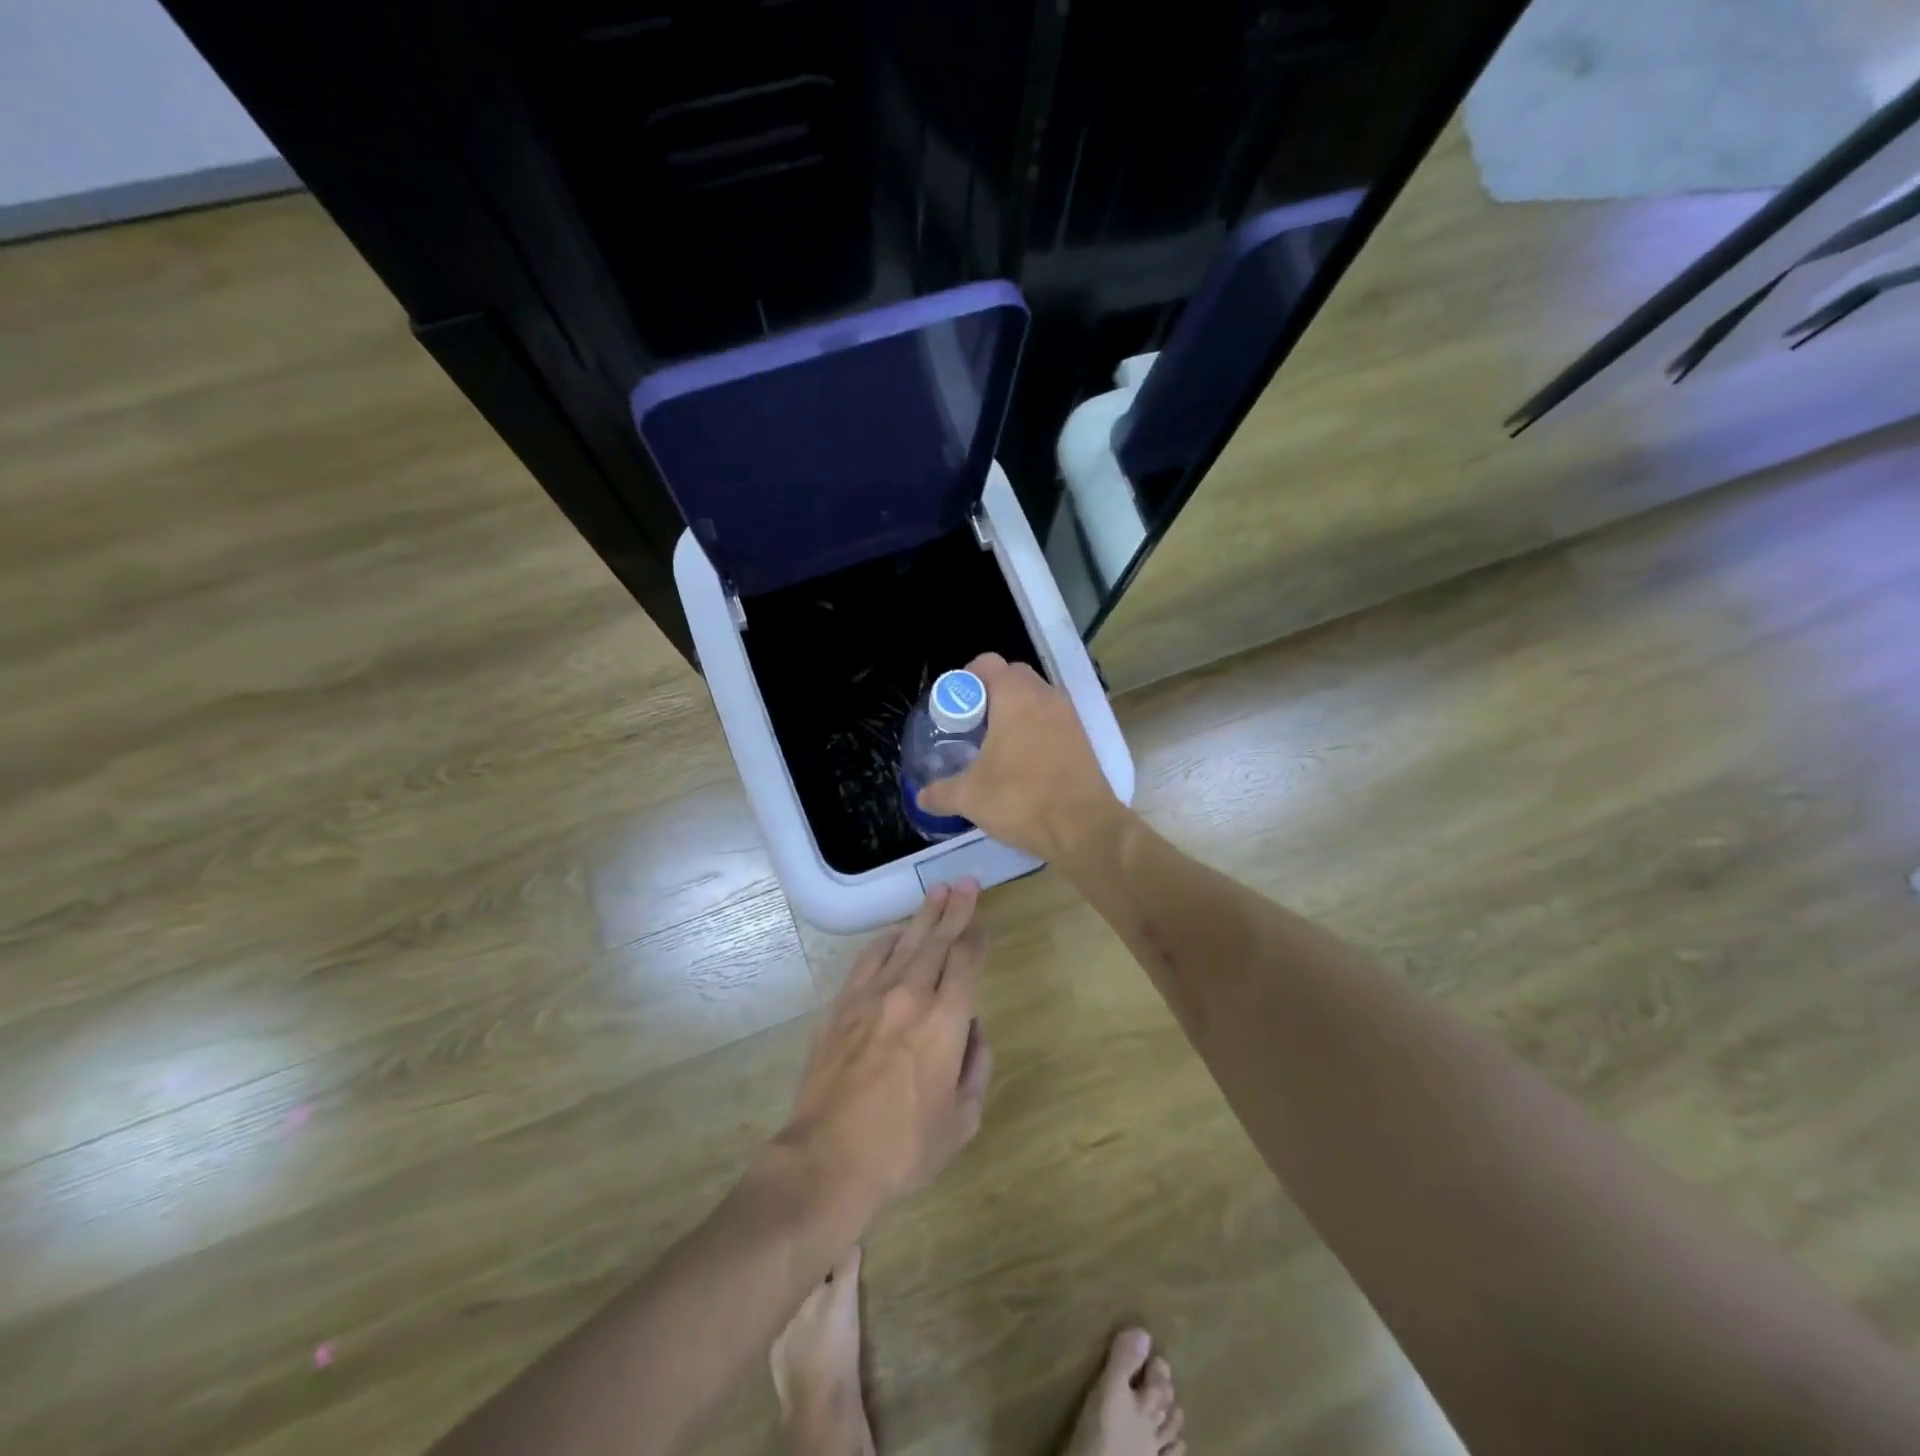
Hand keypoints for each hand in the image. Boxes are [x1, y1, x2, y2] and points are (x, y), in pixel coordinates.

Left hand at [778, 881, 992, 1211]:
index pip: (966, 962)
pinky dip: (885, 942)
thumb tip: (973, 1029)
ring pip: (904, 943)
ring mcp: (871, 997)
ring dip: (923, 916)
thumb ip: (976, 1067)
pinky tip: (895, 935)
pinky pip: (868, 960)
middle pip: (937, 940)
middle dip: (955, 909)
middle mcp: (910, 996)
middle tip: (966, 882)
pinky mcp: (841, 1006)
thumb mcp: (962, 1121)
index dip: (976, 938)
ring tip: (936, 893)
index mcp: (945, 1022)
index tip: (982, 926)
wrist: (828, 1160)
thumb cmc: (904, 1148)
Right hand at [916, 653, 1124, 863]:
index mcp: (1015, 697)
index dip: (966, 679)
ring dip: (1016, 711)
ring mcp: (1068, 716)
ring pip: (1037, 698)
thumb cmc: (1020, 799)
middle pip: (1013, 676)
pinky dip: (1037, 729)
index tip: (955, 707)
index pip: (988, 663)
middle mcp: (1044, 696)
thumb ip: (941, 792)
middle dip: (991, 693)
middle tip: (973, 724)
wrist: (1082, 827)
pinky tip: (1023, 761)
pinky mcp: (1083, 738)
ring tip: (997, 744)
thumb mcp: (970, 797)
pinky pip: (1053, 720)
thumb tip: (922, 796)